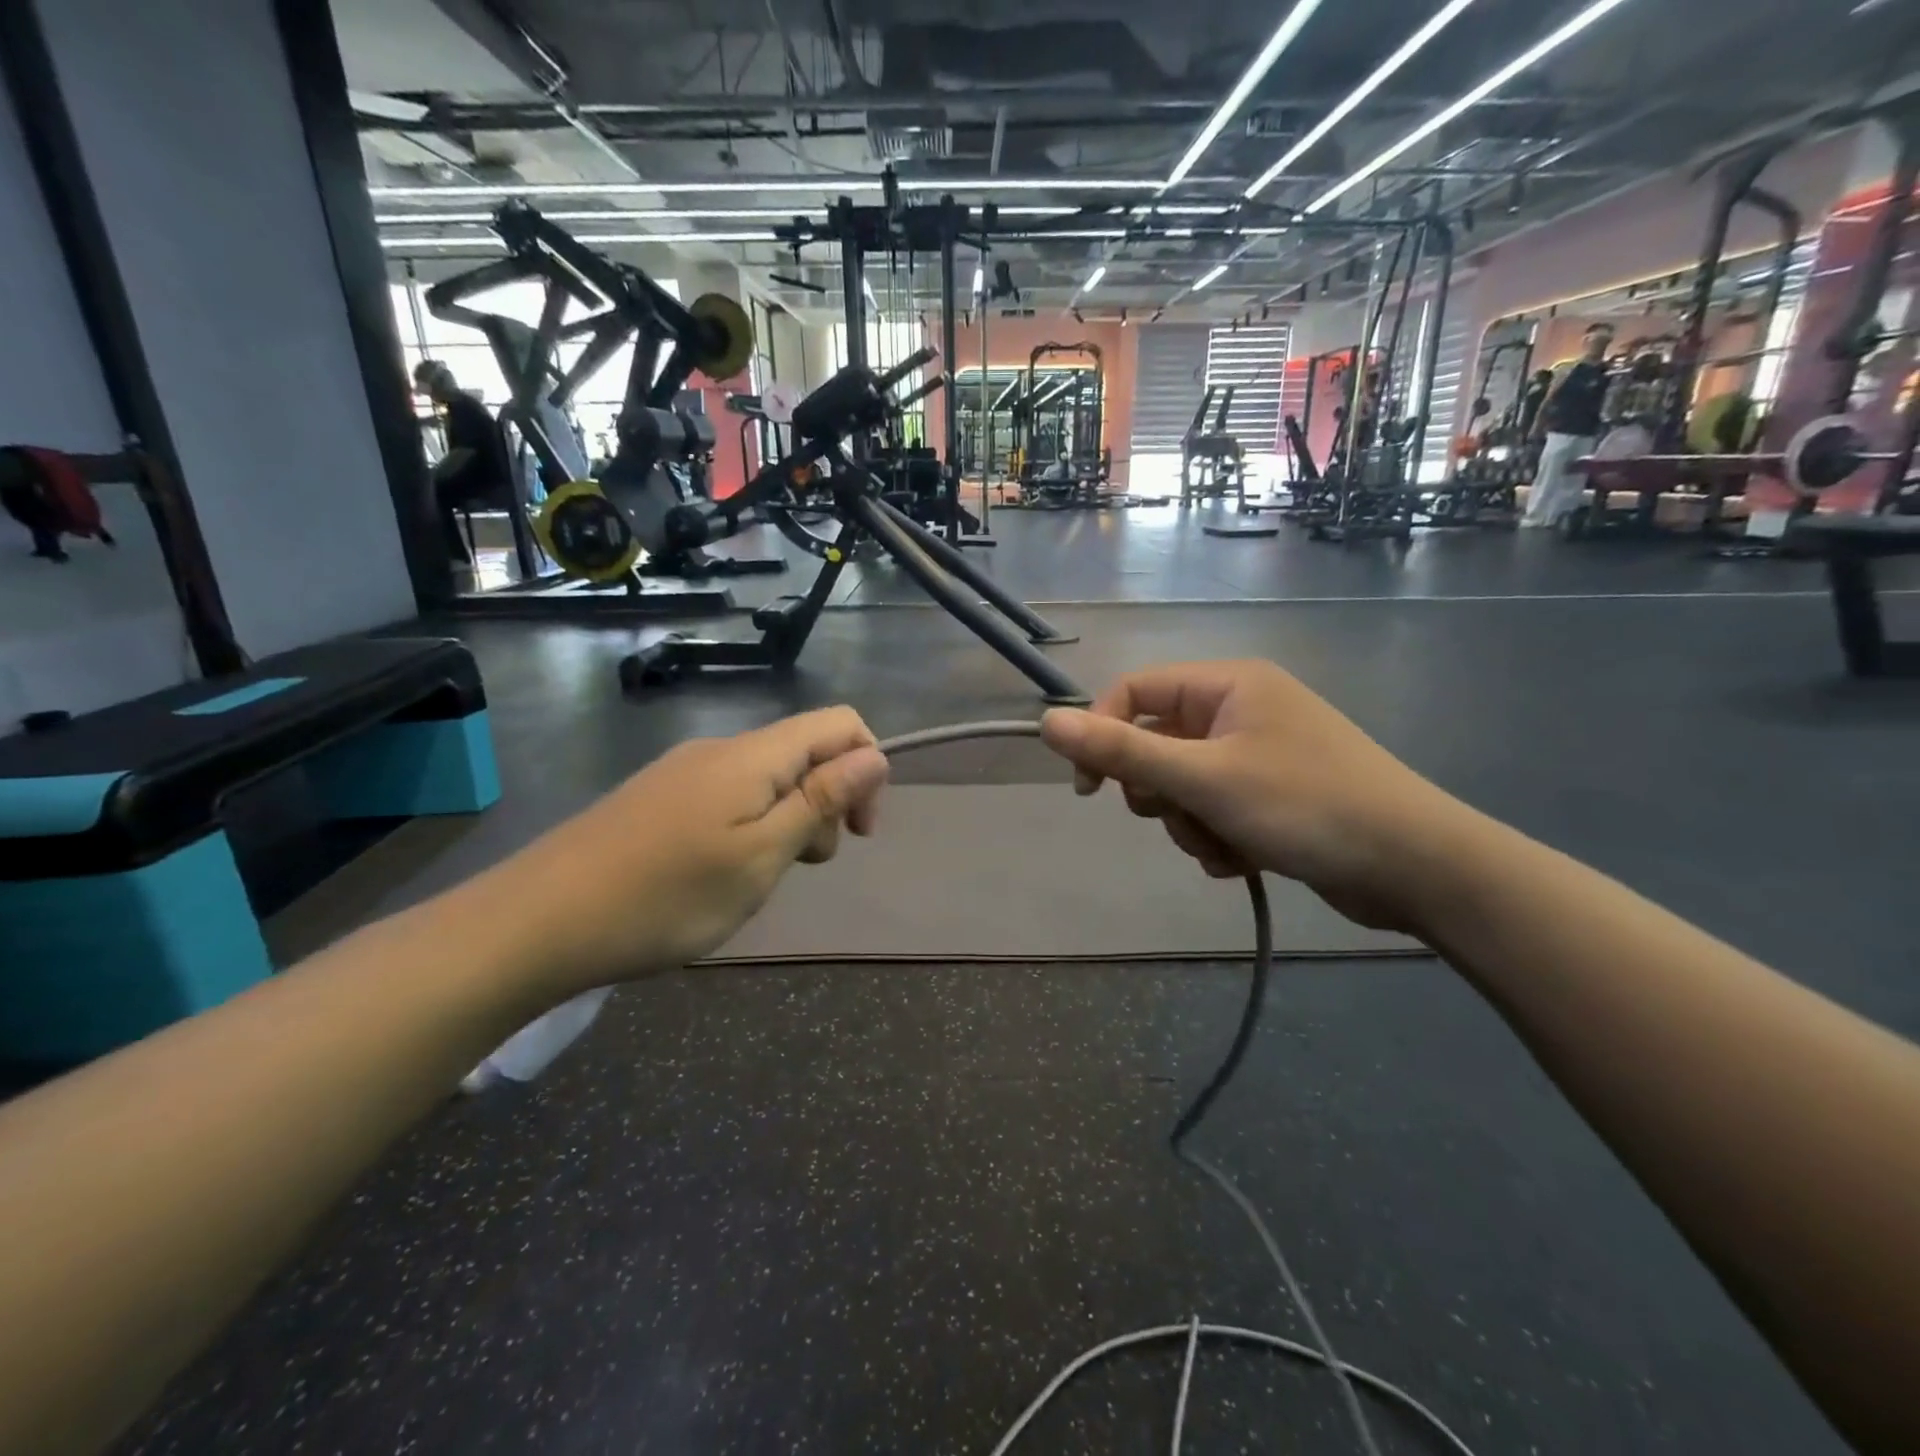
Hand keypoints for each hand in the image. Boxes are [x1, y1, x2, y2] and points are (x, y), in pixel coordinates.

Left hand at [488, 707, 888, 991]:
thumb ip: (820, 801)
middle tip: (802, 866)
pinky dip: (750, 827)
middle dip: (826, 803)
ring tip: (758, 878)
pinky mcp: (659, 796)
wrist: (536, 922)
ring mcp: (684, 771)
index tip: (856, 833)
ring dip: (788, 821)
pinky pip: (730, 796)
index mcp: (754, 756)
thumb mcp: (761, 856)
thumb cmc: (666, 895)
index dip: (867, 769)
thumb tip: (875, 756)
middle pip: (805, 752)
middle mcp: (722, 749)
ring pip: (768, 779)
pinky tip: (718, 873)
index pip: (839, 724)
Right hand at [1040, 661, 1464, 932]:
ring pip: (1182, 784)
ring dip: (1188, 822)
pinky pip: (1213, 808)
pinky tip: (1242, 859)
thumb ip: (1121, 751)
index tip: (1090, 789)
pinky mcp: (1271, 794)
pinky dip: (1215, 836)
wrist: (1415, 867)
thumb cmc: (1305, 805)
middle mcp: (1240, 709)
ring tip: (1223, 845)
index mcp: (1227, 685)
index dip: (1102, 734)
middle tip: (1180, 814)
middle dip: (1158, 790)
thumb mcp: (1203, 778)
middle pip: (1156, 742)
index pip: (1134, 692)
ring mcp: (1258, 753)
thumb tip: (1046, 723)